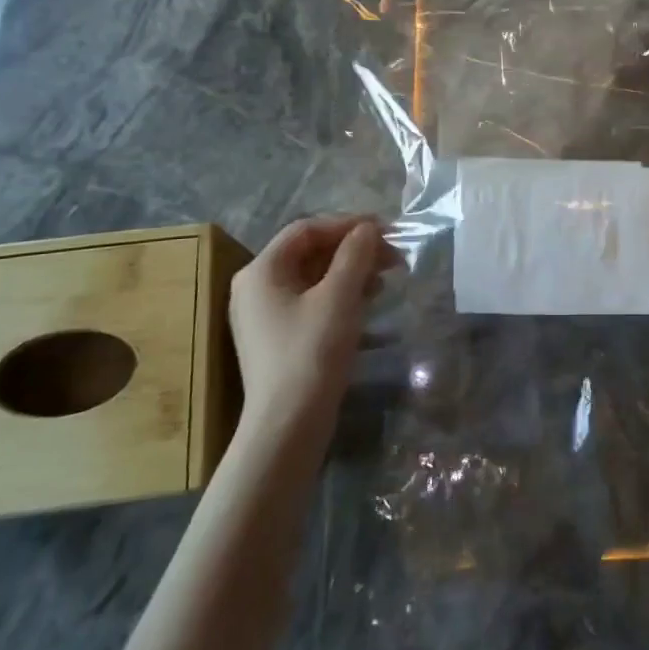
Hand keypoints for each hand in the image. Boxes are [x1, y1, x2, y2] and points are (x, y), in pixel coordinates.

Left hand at [228, 216, 394, 431]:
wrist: (288, 425)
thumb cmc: (311, 353)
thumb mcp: (338, 297)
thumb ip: (355, 255)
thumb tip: (368, 229)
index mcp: (261, 271)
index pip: (306, 229)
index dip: (347, 224)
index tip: (385, 230)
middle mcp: (256, 287)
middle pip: (309, 252)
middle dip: (353, 250)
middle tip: (392, 256)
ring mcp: (265, 314)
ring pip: (313, 277)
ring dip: (350, 271)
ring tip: (385, 279)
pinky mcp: (278, 337)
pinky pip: (311, 301)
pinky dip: (340, 295)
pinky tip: (367, 302)